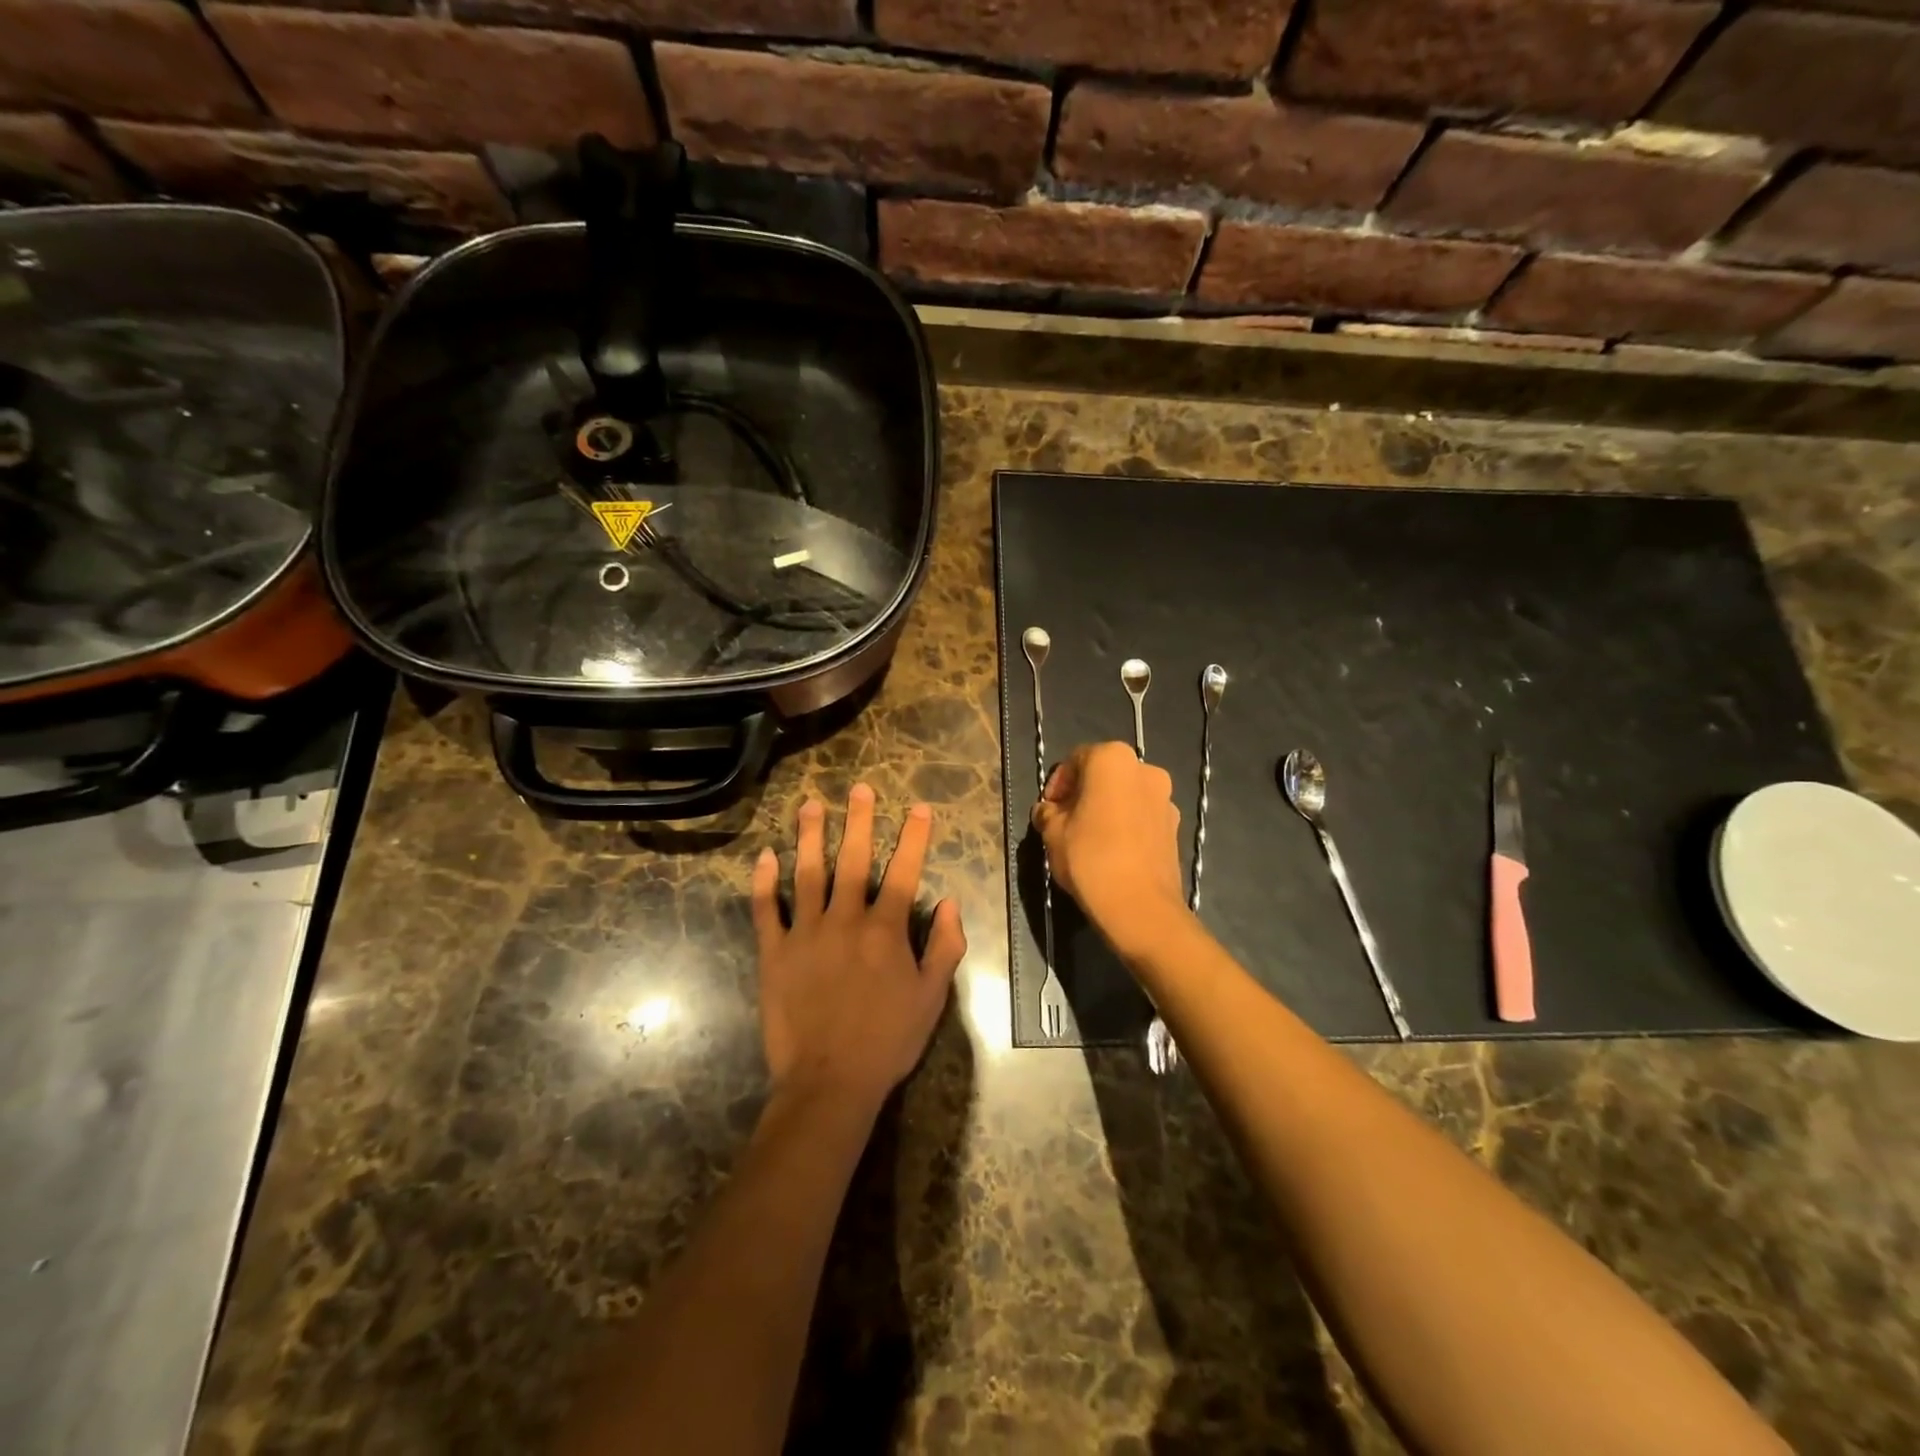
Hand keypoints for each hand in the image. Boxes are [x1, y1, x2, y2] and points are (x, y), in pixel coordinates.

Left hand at [751, 785, 966, 1112]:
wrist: (829, 1081)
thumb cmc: (887, 1040)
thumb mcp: (932, 998)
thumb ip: (945, 947)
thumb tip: (950, 902)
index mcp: (885, 930)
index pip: (904, 871)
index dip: (913, 837)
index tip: (919, 807)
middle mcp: (846, 920)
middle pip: (853, 860)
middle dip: (858, 821)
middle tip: (859, 788)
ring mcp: (806, 933)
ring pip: (807, 873)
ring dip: (810, 836)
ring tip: (811, 805)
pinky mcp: (774, 952)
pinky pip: (767, 909)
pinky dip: (764, 882)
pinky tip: (765, 856)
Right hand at [1032, 742, 1188, 953]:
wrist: (1140, 907)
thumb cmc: (1090, 859)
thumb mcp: (1053, 833)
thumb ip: (1047, 813)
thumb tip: (1047, 811)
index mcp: (1113, 759)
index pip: (1076, 759)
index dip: (1058, 783)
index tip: (1048, 809)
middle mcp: (1145, 769)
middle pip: (1104, 774)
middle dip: (1083, 794)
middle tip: (1064, 822)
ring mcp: (1165, 798)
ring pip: (1125, 795)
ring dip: (1105, 808)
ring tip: (1087, 839)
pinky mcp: (1175, 827)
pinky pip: (1141, 816)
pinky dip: (1125, 824)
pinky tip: (1111, 851)